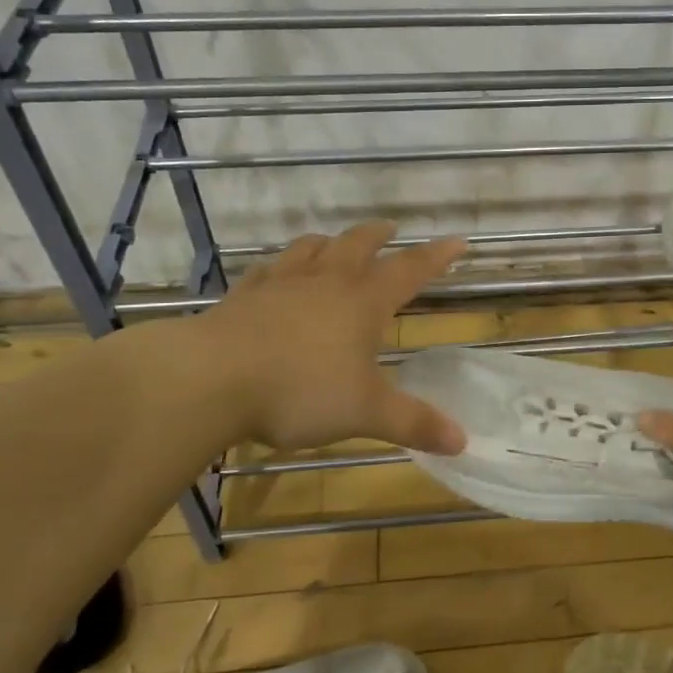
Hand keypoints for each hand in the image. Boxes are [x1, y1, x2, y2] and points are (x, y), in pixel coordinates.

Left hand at [201, 223, 467, 454]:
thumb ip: (413, 423)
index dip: (436, 256)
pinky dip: (280, 266)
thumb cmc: (299, 391)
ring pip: (311, 248)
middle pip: (358, 244)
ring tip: (335, 244)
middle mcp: (325, 282)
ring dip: (330, 242)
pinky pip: (267, 270)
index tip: (458, 241)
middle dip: (379, 236)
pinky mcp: (243, 296)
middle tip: (391, 229)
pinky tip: (276, 275)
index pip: (410, 270)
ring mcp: (281, 284)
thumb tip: (462, 442)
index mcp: (362, 302)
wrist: (211, 379)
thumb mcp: (364, 413)